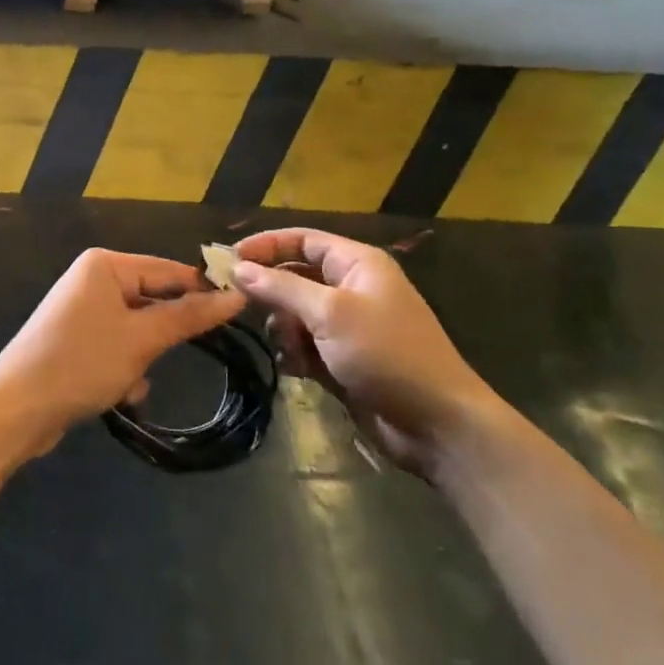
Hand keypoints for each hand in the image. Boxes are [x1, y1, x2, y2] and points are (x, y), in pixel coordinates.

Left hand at [0, 249, 244, 458]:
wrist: (14, 411)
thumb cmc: (81, 363)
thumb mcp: (141, 340)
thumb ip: (189, 316)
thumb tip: (236, 296)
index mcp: (105, 265)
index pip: (168, 270)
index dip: (202, 292)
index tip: (238, 314)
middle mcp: (92, 280)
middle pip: (152, 300)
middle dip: (162, 336)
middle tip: (175, 356)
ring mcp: (82, 311)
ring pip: (137, 329)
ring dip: (142, 358)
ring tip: (131, 381)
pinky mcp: (76, 341)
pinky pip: (117, 346)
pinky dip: (124, 369)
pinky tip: (119, 394)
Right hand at [232, 228, 496, 476]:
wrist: (435, 423)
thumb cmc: (386, 353)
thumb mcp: (330, 313)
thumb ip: (281, 288)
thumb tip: (237, 267)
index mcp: (357, 264)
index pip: (302, 241)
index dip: (266, 245)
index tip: (228, 258)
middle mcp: (351, 289)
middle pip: (295, 277)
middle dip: (271, 292)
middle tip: (238, 305)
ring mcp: (347, 327)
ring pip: (295, 315)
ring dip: (284, 329)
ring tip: (290, 348)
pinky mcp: (342, 360)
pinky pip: (305, 346)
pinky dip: (295, 355)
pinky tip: (297, 370)